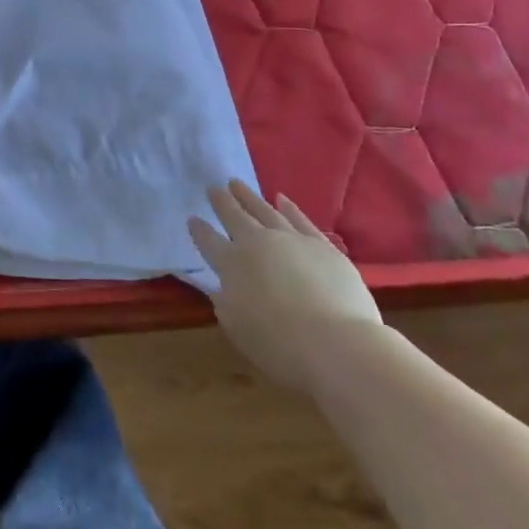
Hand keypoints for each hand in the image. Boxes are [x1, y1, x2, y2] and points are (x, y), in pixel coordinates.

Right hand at [189, 181, 381, 385]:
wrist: (335, 344)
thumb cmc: (279, 345)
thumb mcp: (237, 328)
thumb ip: (226, 303)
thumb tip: (222, 288)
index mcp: (232, 264)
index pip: (209, 241)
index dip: (199, 230)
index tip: (192, 218)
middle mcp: (257, 244)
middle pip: (235, 217)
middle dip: (222, 202)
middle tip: (213, 187)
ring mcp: (291, 240)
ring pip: (264, 210)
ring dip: (249, 196)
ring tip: (237, 183)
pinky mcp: (321, 245)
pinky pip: (300, 219)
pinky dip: (289, 208)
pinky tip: (281, 199)